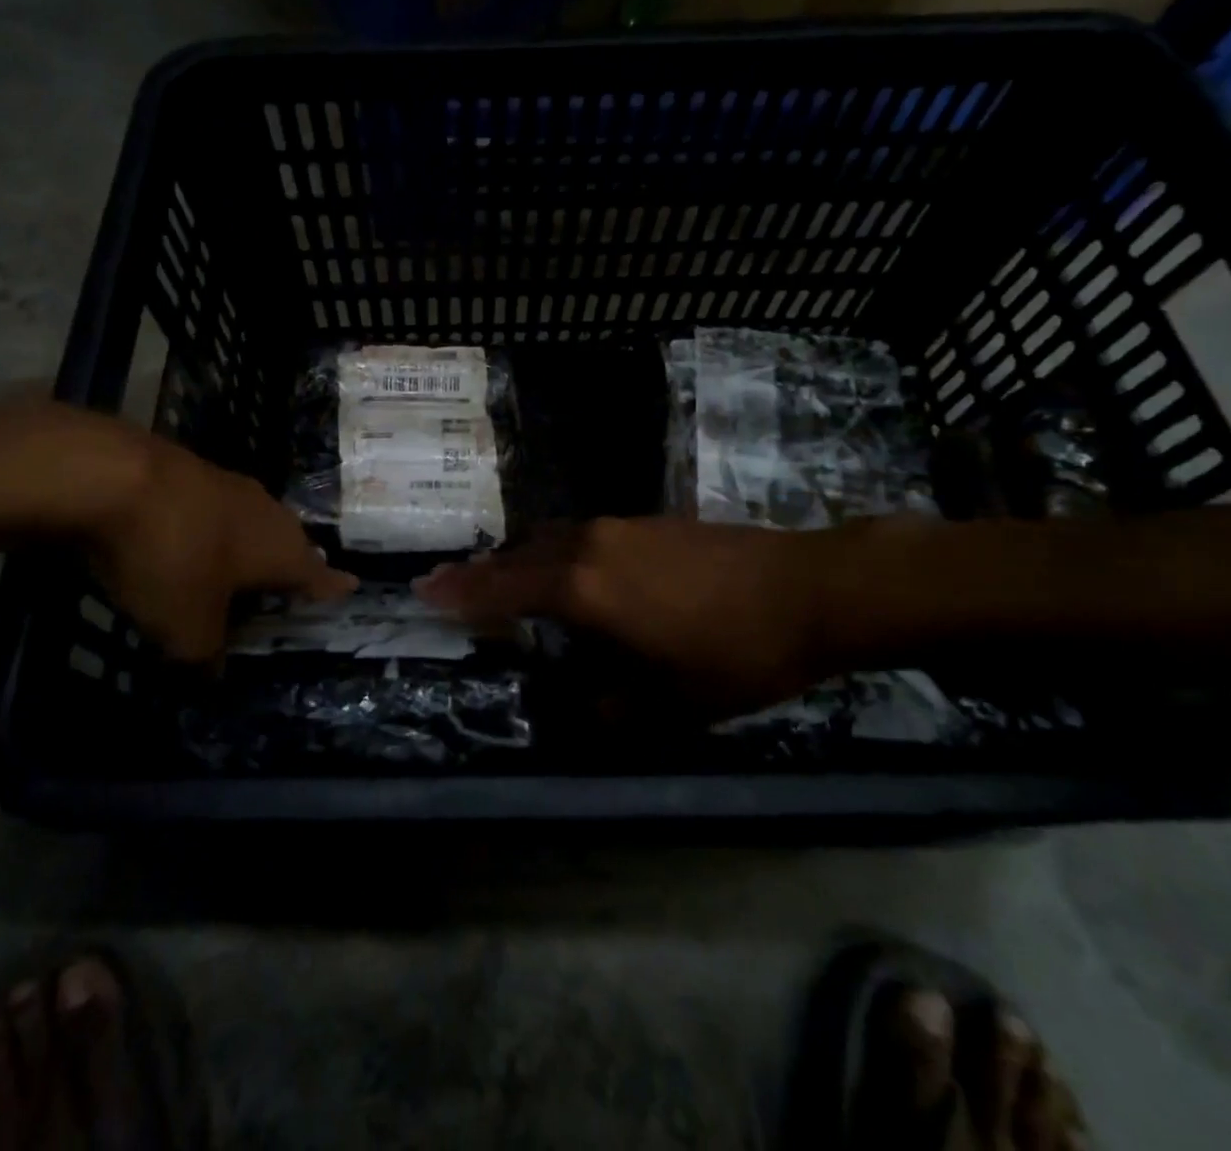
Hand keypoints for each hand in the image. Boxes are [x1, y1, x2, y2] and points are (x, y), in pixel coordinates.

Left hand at [86, 426, 354, 662]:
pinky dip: (214, 528)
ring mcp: (231, 485)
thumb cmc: (172, 559)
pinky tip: (195, 537)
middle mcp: (268, 514)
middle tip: (293, 580)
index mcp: (282, 551)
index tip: (351, 585)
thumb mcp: (187, 627)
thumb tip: (212, 668)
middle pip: (290, 542)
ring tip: (246, 561)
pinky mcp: (193, 471)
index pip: (318, 575)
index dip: (333, 586)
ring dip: (251, 543)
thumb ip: (206, 653)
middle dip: (291, 563)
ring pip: (254, 521)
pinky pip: (216, 509)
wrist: (117, 477)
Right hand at [416, 517, 835, 712]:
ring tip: (500, 579)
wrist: (808, 589)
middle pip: (517, 555)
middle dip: (480, 572)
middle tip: (448, 584)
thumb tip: (583, 707)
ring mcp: (618, 526)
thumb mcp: (670, 703)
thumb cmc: (734, 652)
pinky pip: (577, 533)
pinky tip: (565, 569)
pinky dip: (553, 551)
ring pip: (547, 538)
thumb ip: (613, 709)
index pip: (502, 588)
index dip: (460, 592)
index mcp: (583, 589)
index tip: (423, 590)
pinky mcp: (645, 521)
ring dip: (517, 559)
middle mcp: (588, 546)